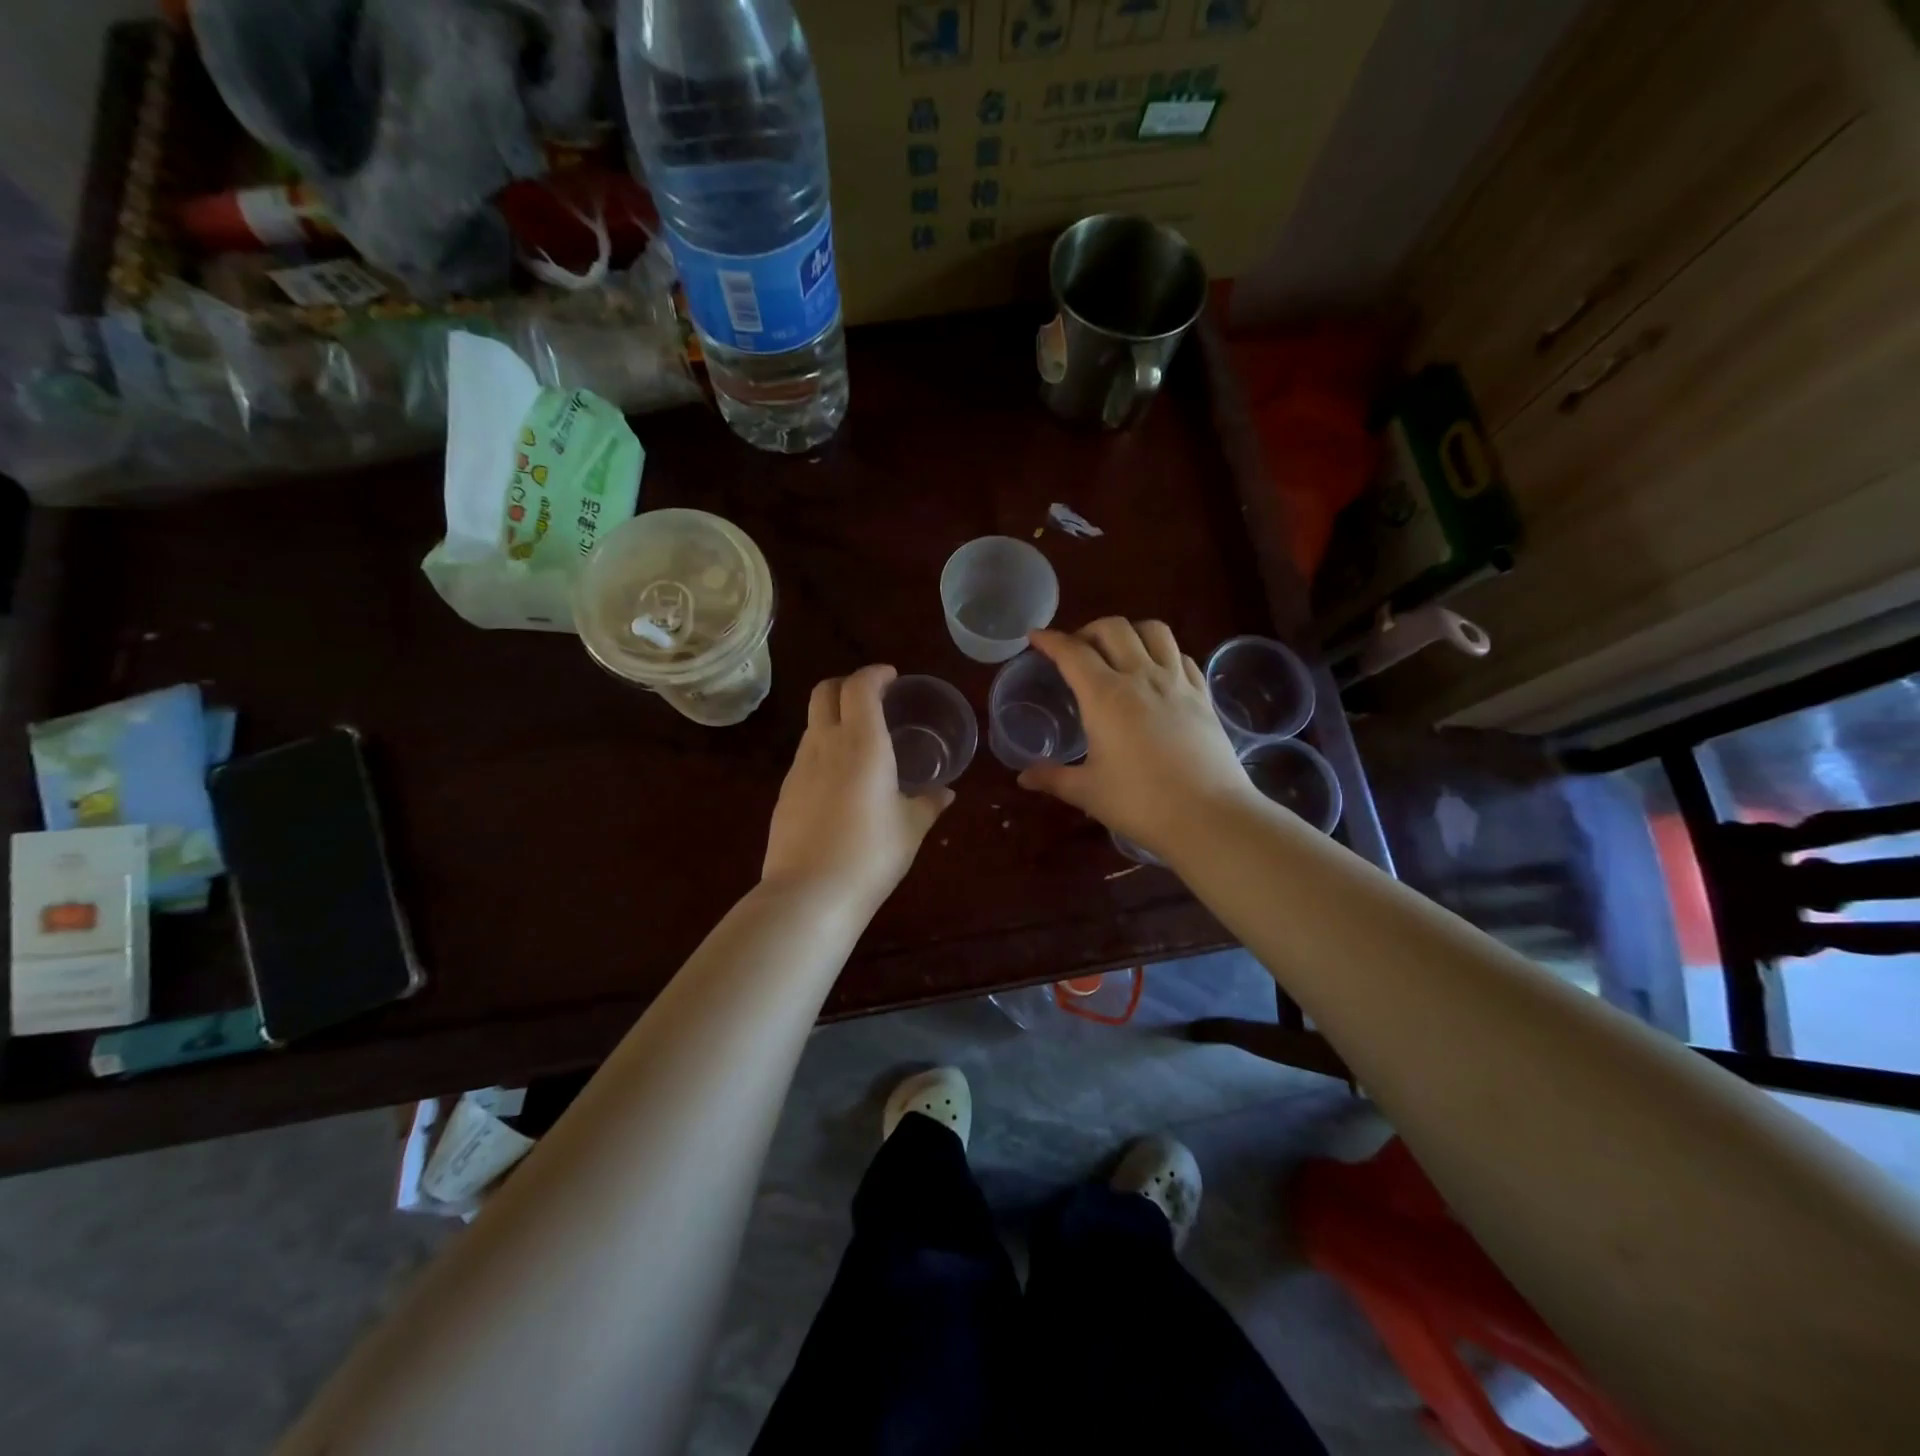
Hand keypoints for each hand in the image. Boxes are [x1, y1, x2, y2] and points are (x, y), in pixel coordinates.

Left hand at [763, 664, 952, 913]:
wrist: (809, 894)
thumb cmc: (871, 855)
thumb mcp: (911, 828)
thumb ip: (928, 804)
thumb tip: (945, 793)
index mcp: (862, 743)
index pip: (860, 686)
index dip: (875, 674)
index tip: (891, 677)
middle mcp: (825, 744)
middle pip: (825, 692)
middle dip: (847, 685)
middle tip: (872, 699)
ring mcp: (798, 768)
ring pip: (812, 724)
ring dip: (834, 719)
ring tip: (860, 742)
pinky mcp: (784, 793)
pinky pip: (805, 756)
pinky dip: (823, 750)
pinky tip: (840, 781)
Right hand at [1017, 619, 1252, 857]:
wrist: (1209, 817)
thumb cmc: (1140, 803)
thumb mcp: (1088, 792)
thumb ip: (1053, 778)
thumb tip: (1024, 778)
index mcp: (1105, 696)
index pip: (1072, 653)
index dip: (1050, 640)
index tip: (1036, 637)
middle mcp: (1141, 677)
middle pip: (1113, 628)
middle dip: (1088, 631)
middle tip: (1076, 652)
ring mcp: (1177, 682)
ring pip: (1153, 630)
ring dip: (1129, 632)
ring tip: (1118, 652)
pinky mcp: (1203, 695)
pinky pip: (1181, 655)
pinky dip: (1162, 652)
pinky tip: (1156, 672)